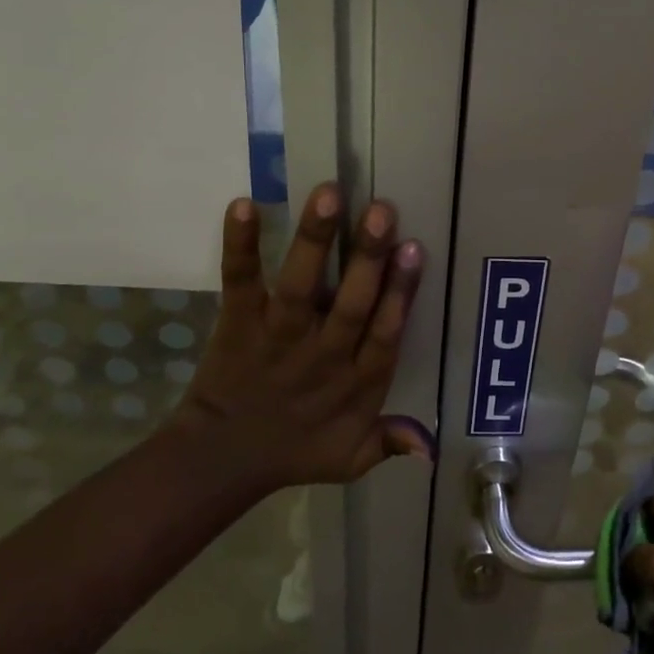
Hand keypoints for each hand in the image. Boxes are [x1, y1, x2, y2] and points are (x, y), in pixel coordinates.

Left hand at [175, 183, 429, 486]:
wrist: (221, 460)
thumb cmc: (295, 452)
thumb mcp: (350, 459)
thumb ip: (390, 443)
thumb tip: (433, 447)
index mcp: (356, 383)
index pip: (384, 334)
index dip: (400, 293)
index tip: (413, 250)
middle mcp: (322, 354)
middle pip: (351, 303)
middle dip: (367, 257)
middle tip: (381, 210)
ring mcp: (278, 337)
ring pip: (300, 287)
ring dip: (314, 240)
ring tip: (328, 194)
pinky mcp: (239, 324)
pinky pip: (240, 282)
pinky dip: (240, 246)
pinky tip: (242, 206)